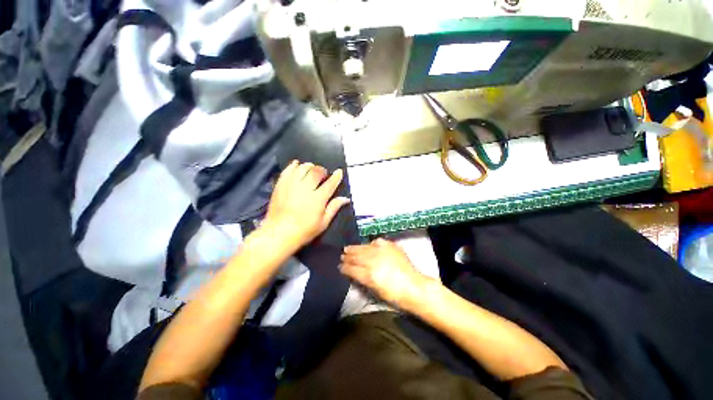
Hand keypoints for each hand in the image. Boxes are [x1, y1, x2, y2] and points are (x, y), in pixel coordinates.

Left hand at [264, 160, 350, 248]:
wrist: (278, 234)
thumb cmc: (304, 231)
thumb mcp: (323, 223)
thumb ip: (334, 208)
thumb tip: (346, 198)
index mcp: (318, 198)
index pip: (330, 183)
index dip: (336, 176)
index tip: (339, 172)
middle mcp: (306, 188)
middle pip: (316, 172)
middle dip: (322, 170)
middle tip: (323, 174)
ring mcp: (292, 185)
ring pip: (303, 168)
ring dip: (309, 166)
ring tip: (311, 170)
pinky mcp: (281, 185)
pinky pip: (288, 170)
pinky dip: (294, 166)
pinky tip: (297, 165)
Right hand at [340, 239, 432, 309]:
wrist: (413, 286)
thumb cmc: (394, 295)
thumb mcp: (375, 290)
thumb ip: (362, 279)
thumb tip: (353, 272)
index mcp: (369, 275)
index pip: (352, 269)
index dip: (344, 267)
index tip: (340, 266)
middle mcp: (374, 261)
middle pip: (356, 256)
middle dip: (348, 256)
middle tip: (342, 255)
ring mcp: (382, 252)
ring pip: (364, 247)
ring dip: (355, 248)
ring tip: (348, 248)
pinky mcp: (390, 246)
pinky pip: (377, 242)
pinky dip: (371, 243)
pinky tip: (369, 244)